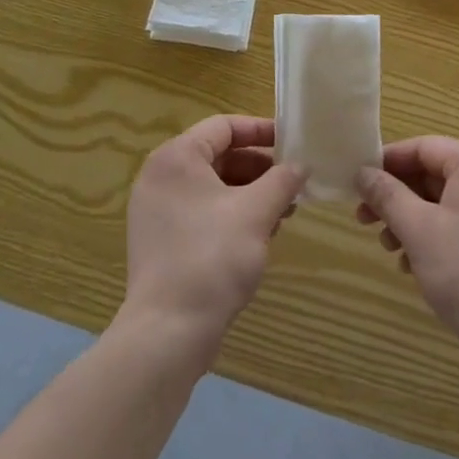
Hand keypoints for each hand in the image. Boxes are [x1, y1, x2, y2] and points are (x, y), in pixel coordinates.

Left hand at [123, 116, 305, 351]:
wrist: (168, 332)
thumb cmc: (213, 257)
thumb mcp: (257, 212)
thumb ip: (283, 179)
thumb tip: (301, 165)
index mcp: (177, 157)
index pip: (224, 126)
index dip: (262, 131)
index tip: (293, 143)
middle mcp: (161, 177)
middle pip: (219, 156)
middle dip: (260, 168)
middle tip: (293, 182)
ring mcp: (157, 211)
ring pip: (213, 186)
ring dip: (251, 192)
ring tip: (285, 210)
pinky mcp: (161, 240)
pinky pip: (202, 211)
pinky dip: (232, 213)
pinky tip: (262, 232)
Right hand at [356, 137, 458, 351]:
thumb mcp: (418, 229)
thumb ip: (387, 195)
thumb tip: (363, 173)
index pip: (424, 147)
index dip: (389, 161)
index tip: (359, 181)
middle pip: (433, 174)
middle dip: (396, 195)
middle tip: (363, 218)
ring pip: (443, 202)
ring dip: (410, 219)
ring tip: (388, 246)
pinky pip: (458, 224)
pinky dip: (431, 236)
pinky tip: (411, 264)